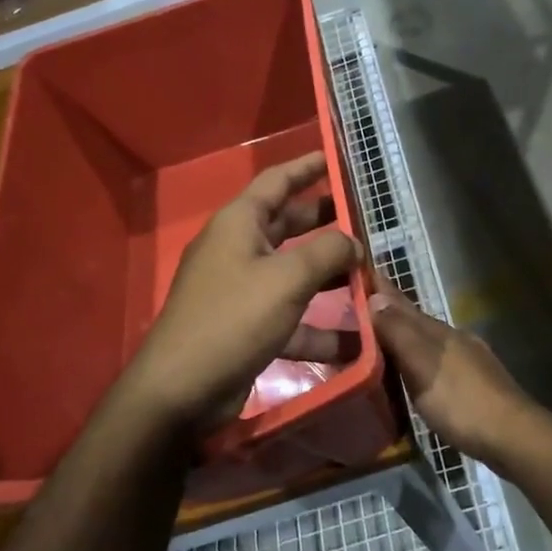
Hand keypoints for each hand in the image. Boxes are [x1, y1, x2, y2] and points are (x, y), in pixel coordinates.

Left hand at [125, 152, 362, 432]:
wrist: (179, 392)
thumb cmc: (233, 319)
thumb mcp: (287, 279)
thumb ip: (327, 253)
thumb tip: (353, 243)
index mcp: (240, 223)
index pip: (277, 181)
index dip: (307, 166)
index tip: (336, 158)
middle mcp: (239, 249)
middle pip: (289, 225)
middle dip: (327, 223)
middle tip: (365, 219)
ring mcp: (241, 290)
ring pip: (294, 273)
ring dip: (330, 278)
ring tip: (372, 278)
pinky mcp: (247, 327)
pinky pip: (290, 317)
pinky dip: (319, 326)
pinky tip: (357, 342)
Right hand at [368, 276, 541, 464]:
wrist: (512, 436)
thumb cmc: (462, 400)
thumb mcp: (424, 365)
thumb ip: (399, 333)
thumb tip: (374, 297)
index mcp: (437, 331)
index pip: (401, 303)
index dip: (381, 289)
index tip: (359, 273)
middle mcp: (452, 338)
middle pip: (413, 319)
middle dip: (387, 311)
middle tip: (357, 306)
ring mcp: (465, 360)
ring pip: (425, 340)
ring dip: (401, 335)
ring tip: (377, 337)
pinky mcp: (471, 383)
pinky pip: (434, 360)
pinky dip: (415, 358)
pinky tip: (411, 370)